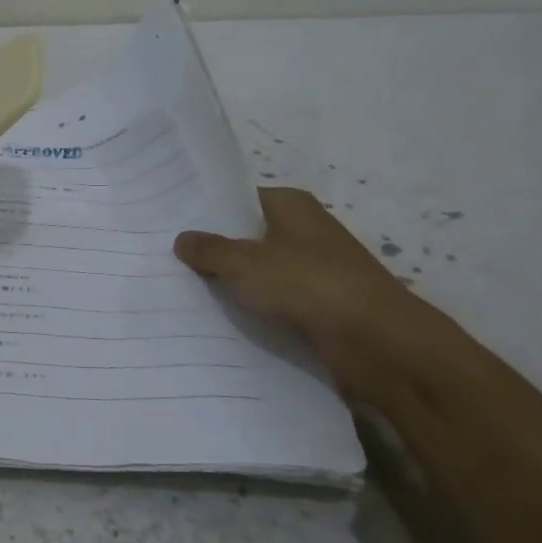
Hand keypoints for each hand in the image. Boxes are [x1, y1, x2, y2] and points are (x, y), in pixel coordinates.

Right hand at [174, 187, 442, 405]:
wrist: (377, 343)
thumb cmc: (309, 285)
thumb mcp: (245, 263)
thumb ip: (210, 250)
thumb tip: (182, 239)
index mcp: (291, 205)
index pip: (238, 199)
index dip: (206, 211)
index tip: (168, 225)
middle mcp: (305, 232)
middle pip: (248, 236)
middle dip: (213, 249)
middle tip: (164, 260)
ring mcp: (315, 271)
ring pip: (260, 273)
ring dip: (232, 284)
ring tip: (181, 292)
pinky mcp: (320, 307)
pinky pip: (275, 303)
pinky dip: (253, 310)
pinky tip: (218, 321)